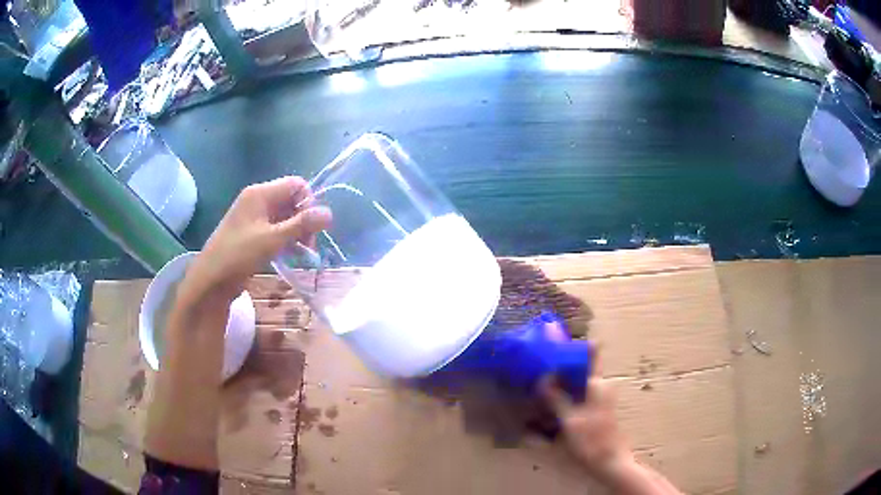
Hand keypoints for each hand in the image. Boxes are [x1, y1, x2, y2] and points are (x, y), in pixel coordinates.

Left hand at [183, 176, 330, 302]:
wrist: (211, 280)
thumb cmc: (239, 254)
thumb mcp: (272, 239)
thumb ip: (301, 225)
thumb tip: (330, 212)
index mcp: (260, 194)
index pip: (296, 185)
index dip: (309, 202)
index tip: (312, 227)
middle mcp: (257, 201)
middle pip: (291, 201)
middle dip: (304, 220)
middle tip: (308, 246)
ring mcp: (254, 218)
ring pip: (285, 217)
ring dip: (297, 233)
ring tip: (302, 254)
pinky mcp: (252, 234)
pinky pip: (276, 230)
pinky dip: (286, 240)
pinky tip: (290, 255)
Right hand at [542, 351, 682, 494]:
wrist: (609, 462)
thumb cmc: (591, 440)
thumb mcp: (569, 419)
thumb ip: (556, 398)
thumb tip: (543, 378)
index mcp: (598, 383)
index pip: (592, 354)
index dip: (576, 346)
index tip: (557, 343)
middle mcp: (601, 386)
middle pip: (582, 368)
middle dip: (563, 365)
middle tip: (540, 365)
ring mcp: (600, 398)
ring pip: (580, 382)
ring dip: (563, 381)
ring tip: (540, 382)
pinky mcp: (597, 409)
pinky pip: (580, 394)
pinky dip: (566, 394)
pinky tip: (551, 402)